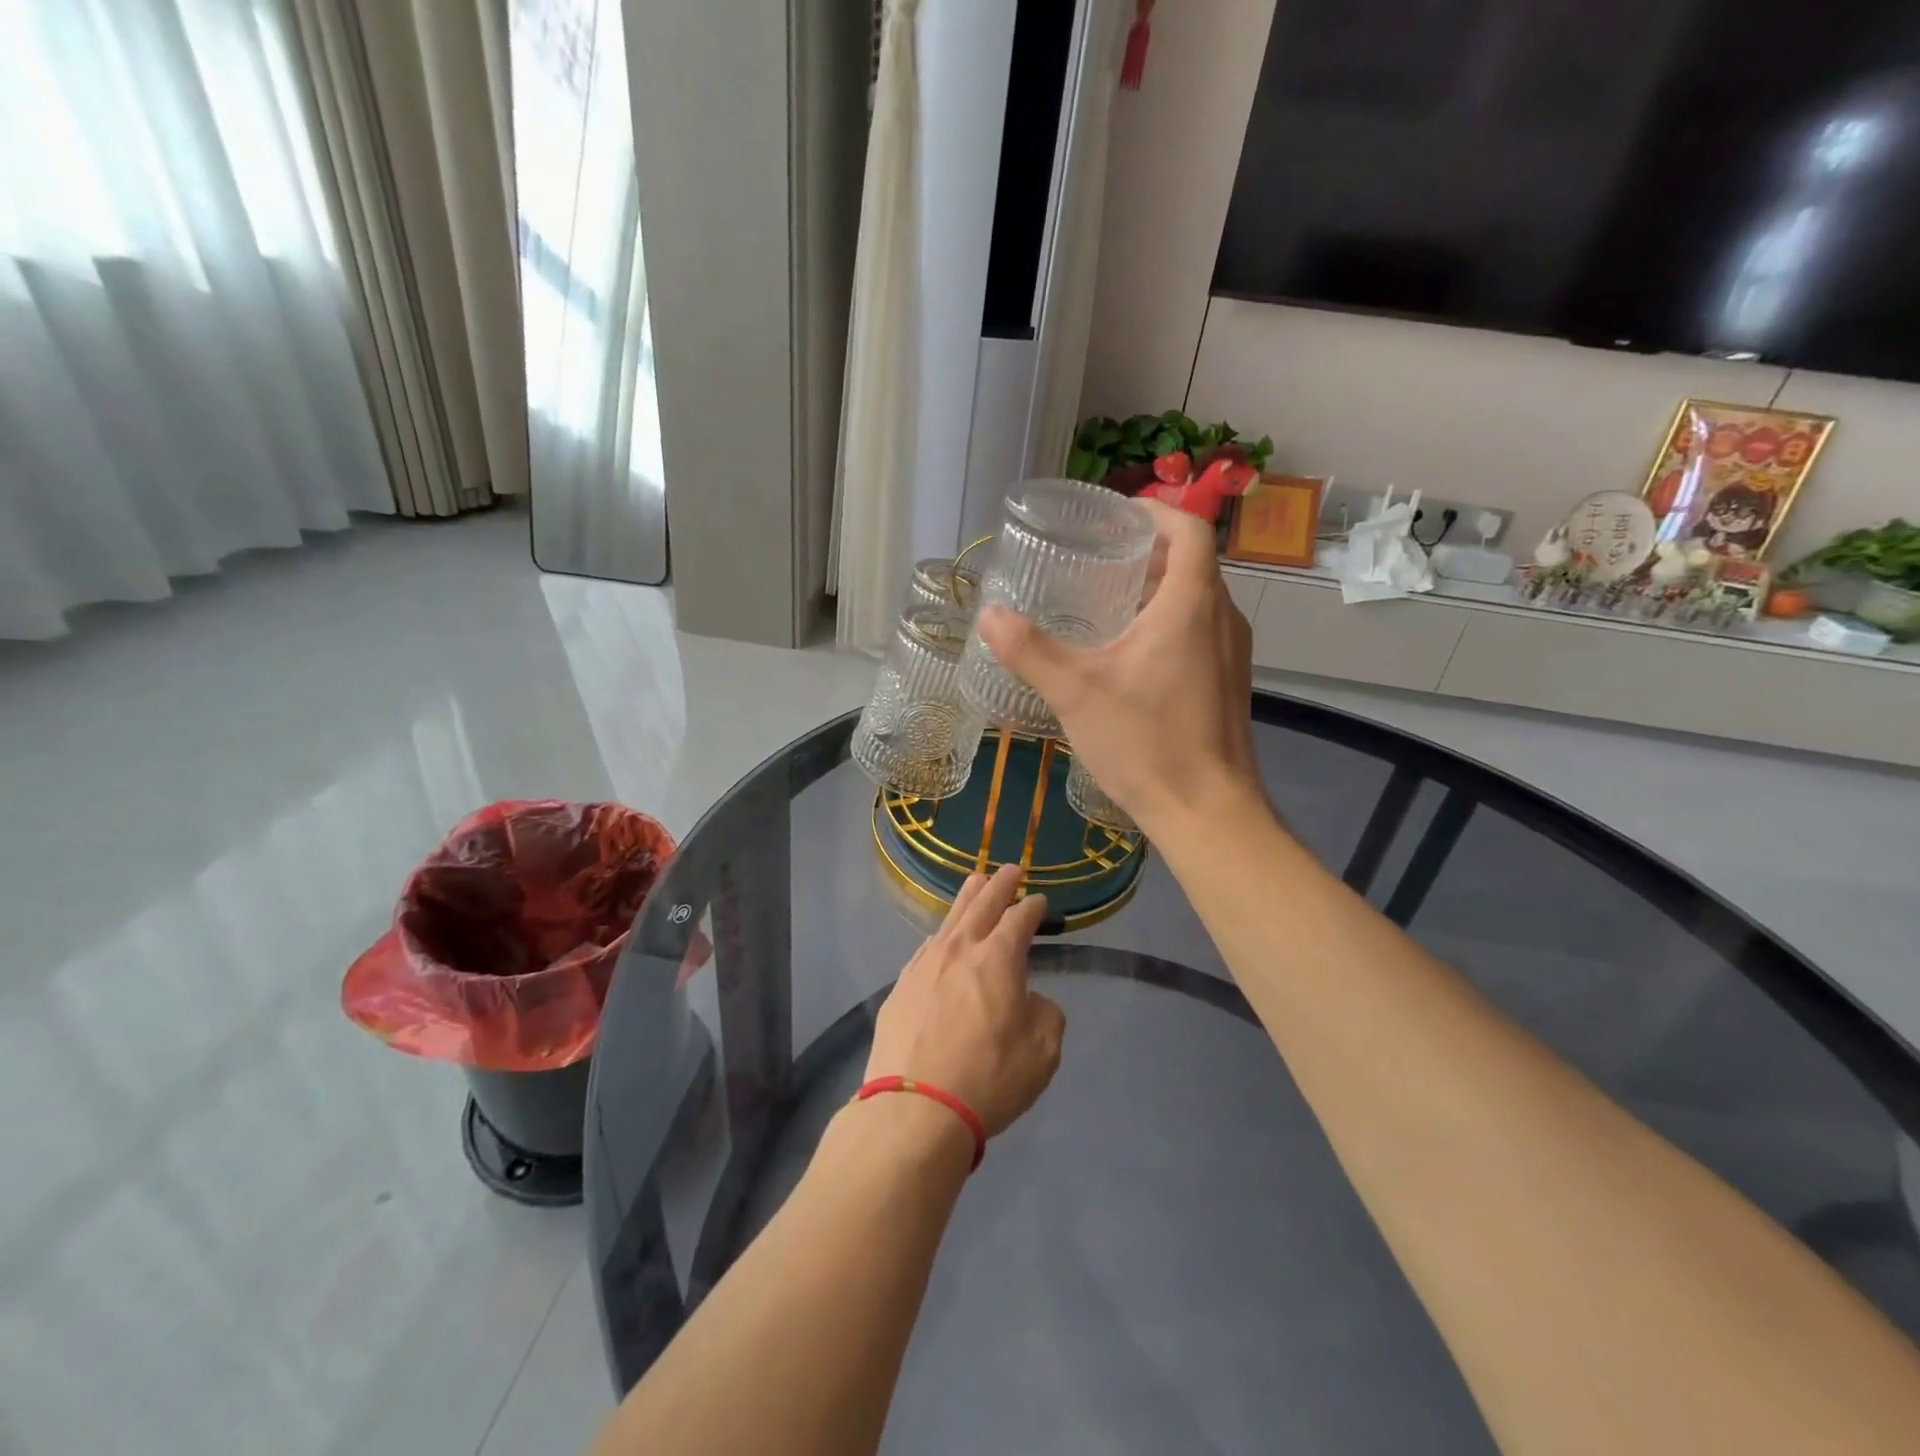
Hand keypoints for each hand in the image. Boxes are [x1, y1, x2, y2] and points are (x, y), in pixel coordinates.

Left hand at [864, 865, 1065, 1138]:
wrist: (915, 1108)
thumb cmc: (988, 1079)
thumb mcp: (1042, 1054)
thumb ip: (1046, 1016)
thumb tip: (1032, 1000)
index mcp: (999, 958)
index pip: (1020, 918)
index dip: (1032, 907)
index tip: (1039, 902)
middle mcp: (960, 950)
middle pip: (982, 904)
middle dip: (999, 884)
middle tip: (1010, 869)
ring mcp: (924, 965)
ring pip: (950, 919)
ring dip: (967, 898)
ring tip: (975, 882)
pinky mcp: (901, 986)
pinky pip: (927, 947)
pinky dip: (941, 935)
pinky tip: (941, 938)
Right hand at [975, 500, 1261, 839]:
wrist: (1208, 812)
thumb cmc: (1146, 742)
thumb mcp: (1077, 692)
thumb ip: (1030, 650)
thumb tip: (989, 616)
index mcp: (1192, 604)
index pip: (1189, 529)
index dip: (1154, 511)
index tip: (1115, 516)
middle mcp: (1222, 619)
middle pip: (1192, 563)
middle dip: (1147, 553)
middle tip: (1096, 559)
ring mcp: (1231, 653)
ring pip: (1197, 600)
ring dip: (1158, 590)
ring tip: (1106, 602)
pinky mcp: (1228, 683)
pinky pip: (1200, 632)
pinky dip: (1169, 623)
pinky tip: (1129, 654)